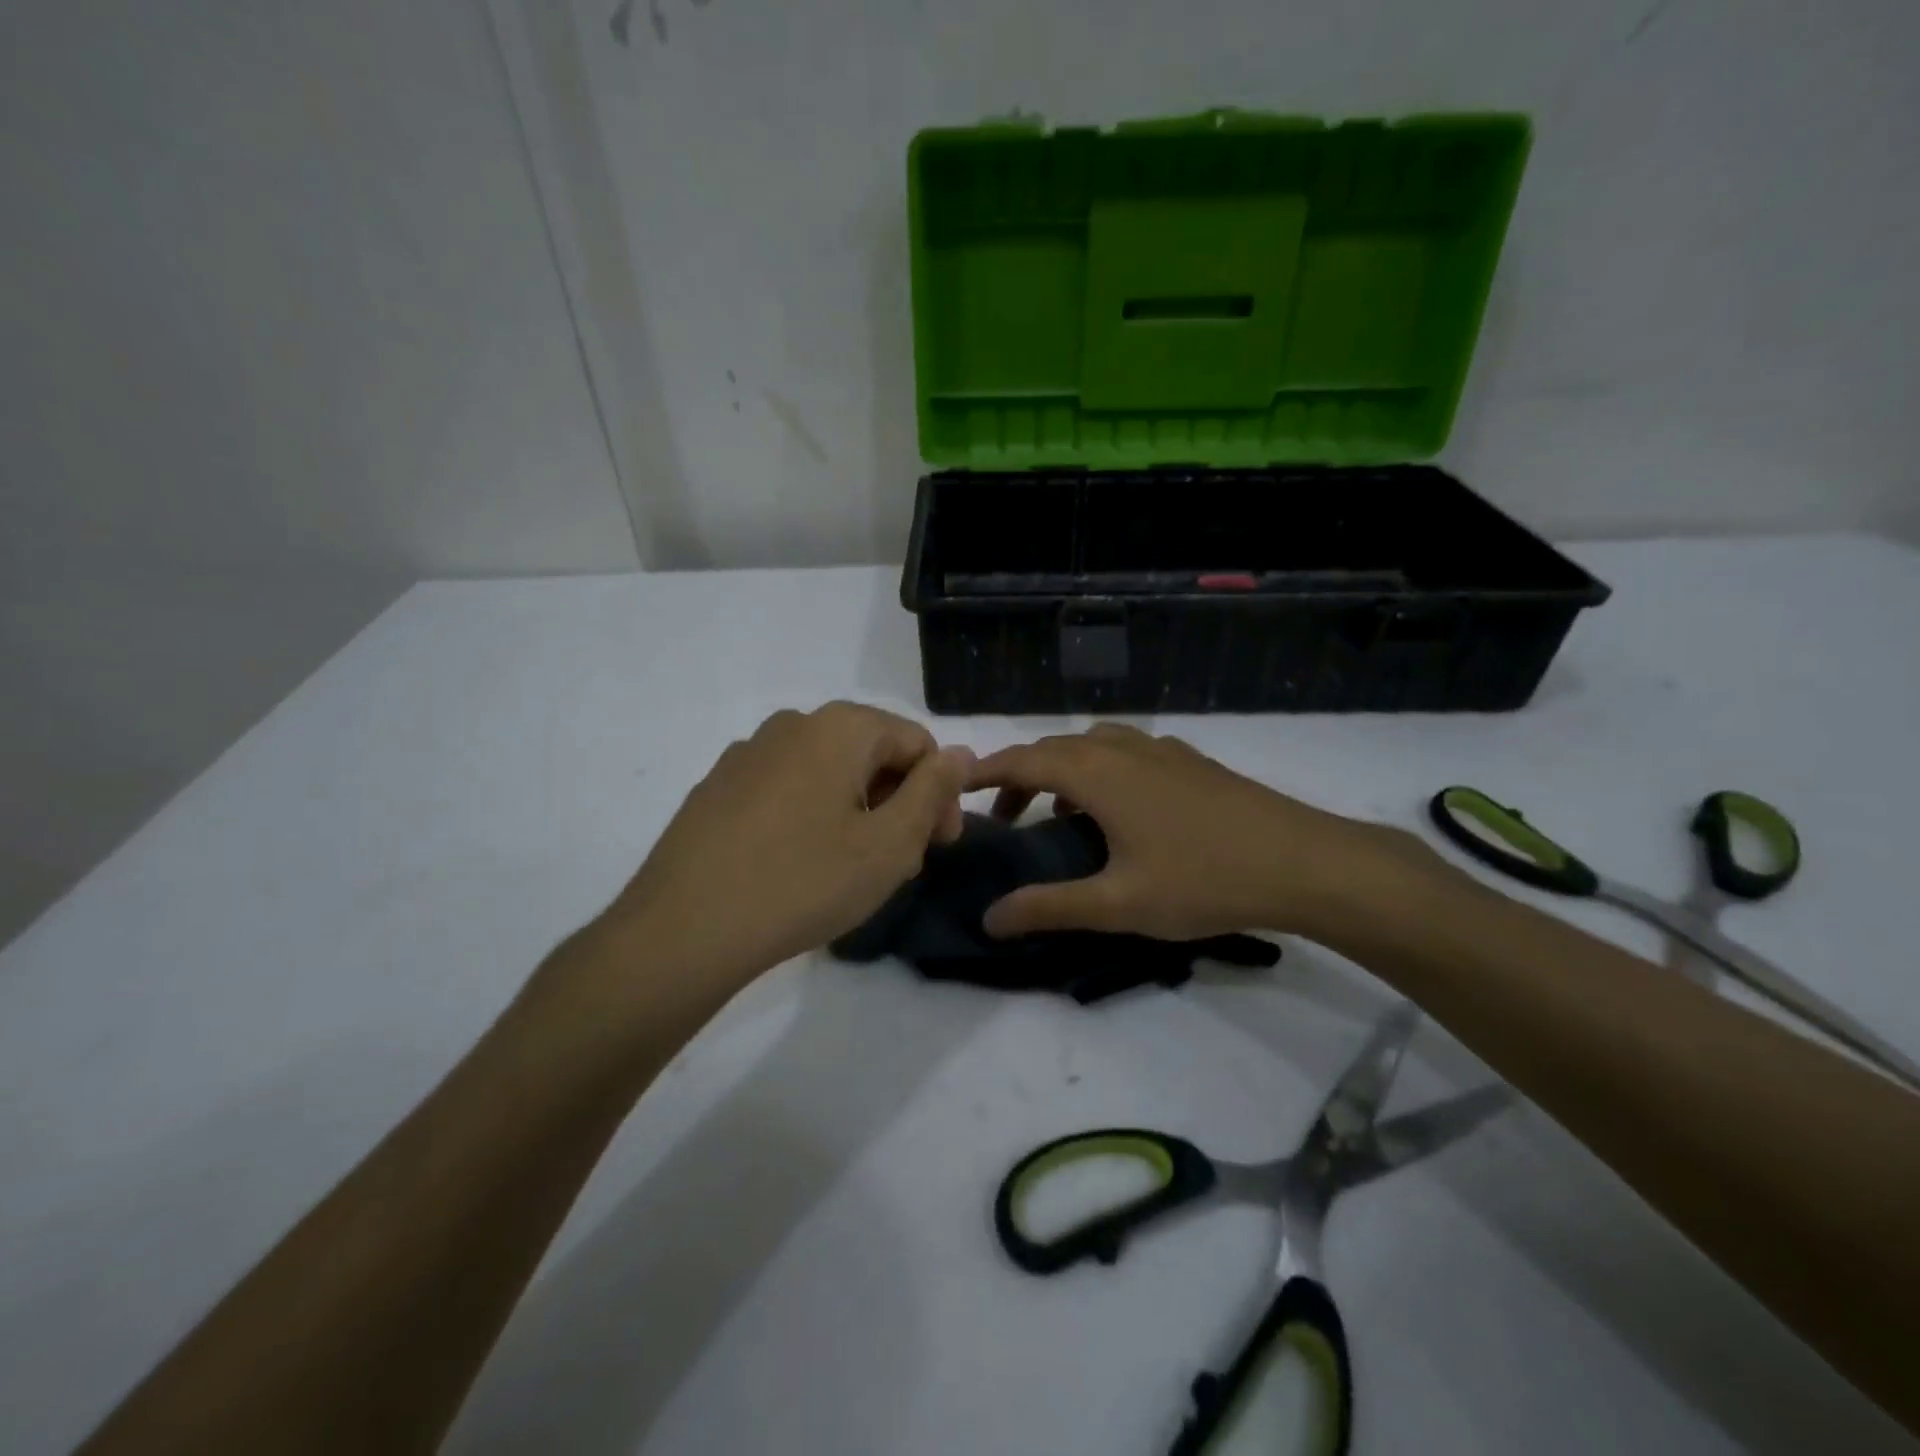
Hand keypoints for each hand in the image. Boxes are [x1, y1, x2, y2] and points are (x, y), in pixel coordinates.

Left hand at [601, 703, 972, 995]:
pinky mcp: (718, 786)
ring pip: (828, 772)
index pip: (917, 743)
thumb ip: (932, 791)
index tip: (938, 847)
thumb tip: (958, 753)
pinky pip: (787, 788)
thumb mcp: (889, 844)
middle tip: (902, 862)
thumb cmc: (803, 882)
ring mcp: (748, 753)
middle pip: (871, 753)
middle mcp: (793, 724)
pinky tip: (801, 864)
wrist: (683, 929)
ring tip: (854, 868)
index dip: (940, 793)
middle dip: (898, 802)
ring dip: (858, 810)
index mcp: (840, 727)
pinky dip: (812, 815)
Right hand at [968, 723, 1430, 941]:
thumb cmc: (1203, 880)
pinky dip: (1100, 770)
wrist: (1303, 861)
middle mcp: (1124, 748)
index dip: (986, 772)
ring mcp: (1162, 750)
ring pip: (1092, 746)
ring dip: (1063, 771)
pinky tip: (1118, 811)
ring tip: (1058, 816)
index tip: (955, 785)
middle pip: (1054, 749)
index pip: (1024, 760)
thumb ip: (1049, 908)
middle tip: (1003, 818)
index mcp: (1098, 773)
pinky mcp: (1190, 761)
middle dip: (1020, 776)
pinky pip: (1126, 752)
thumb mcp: (1118, 904)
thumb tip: (989, 918)